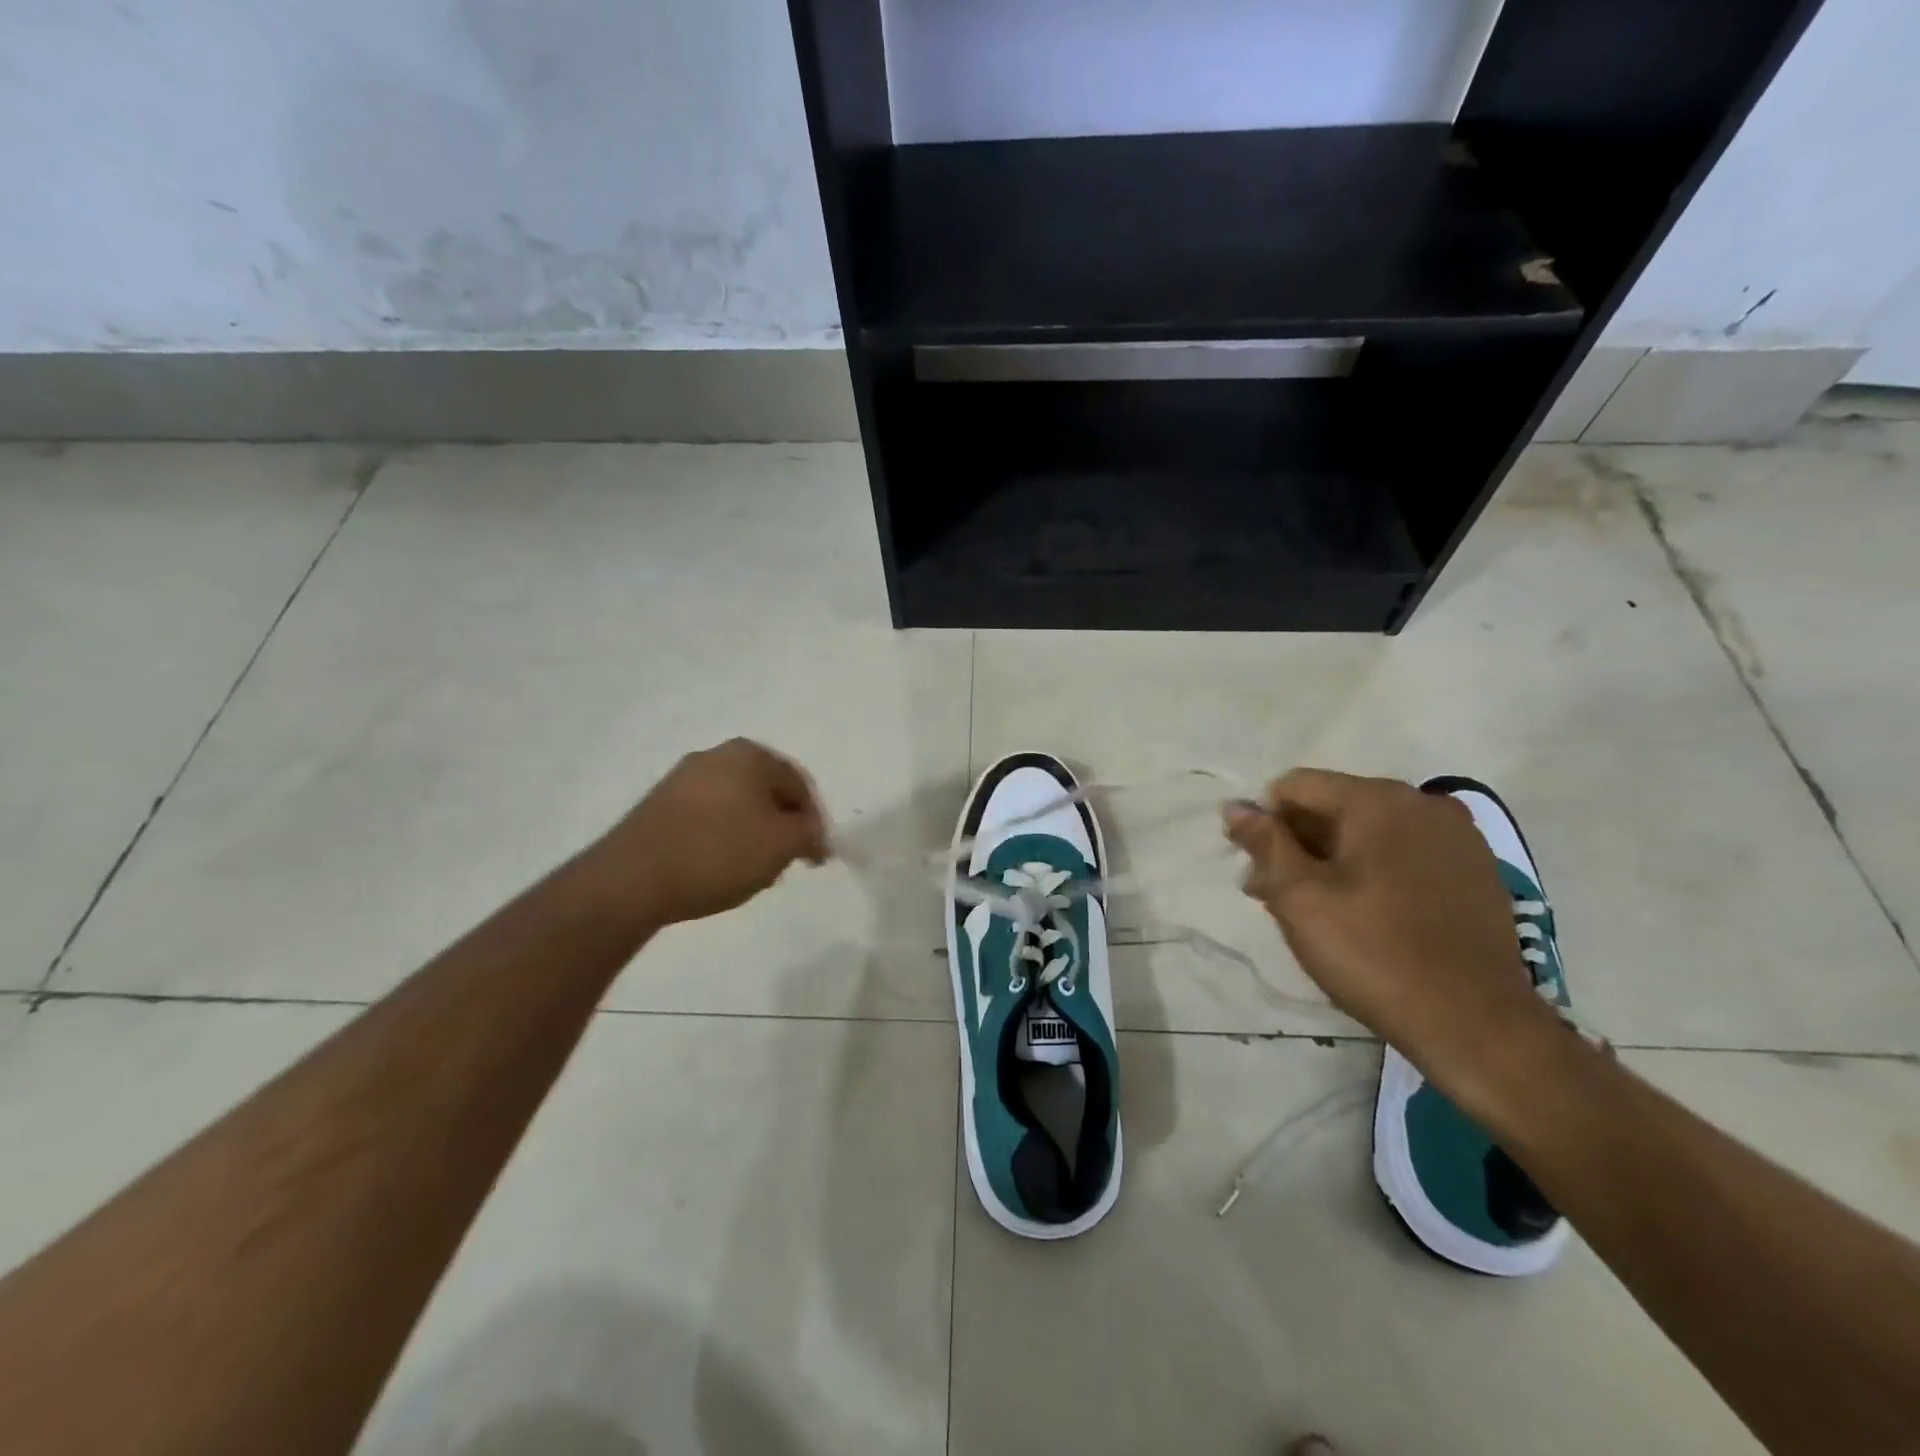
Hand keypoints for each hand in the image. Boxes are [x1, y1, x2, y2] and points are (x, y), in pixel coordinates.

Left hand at [599, 739, 828, 926]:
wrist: (632, 878)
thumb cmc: (718, 852)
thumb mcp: (782, 844)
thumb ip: (810, 833)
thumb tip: (815, 833)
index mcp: (750, 754)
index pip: (799, 785)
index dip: (814, 822)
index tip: (816, 857)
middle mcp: (716, 755)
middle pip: (767, 792)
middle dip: (782, 827)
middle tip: (786, 862)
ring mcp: (682, 778)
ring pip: (737, 805)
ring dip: (753, 834)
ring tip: (753, 871)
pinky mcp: (658, 805)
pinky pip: (707, 817)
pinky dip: (722, 838)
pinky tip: (719, 868)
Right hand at [1224, 769, 1560, 1107]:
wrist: (1476, 1025)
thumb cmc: (1373, 953)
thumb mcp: (1300, 897)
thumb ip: (1265, 843)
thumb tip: (1235, 807)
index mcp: (1378, 800)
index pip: (1296, 786)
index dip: (1264, 821)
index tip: (1254, 867)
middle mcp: (1423, 804)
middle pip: (1335, 806)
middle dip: (1296, 843)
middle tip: (1271, 894)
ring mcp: (1457, 838)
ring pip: (1370, 832)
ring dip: (1331, 859)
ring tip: (1313, 909)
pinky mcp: (1477, 872)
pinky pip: (1405, 854)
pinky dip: (1374, 871)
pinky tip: (1364, 914)